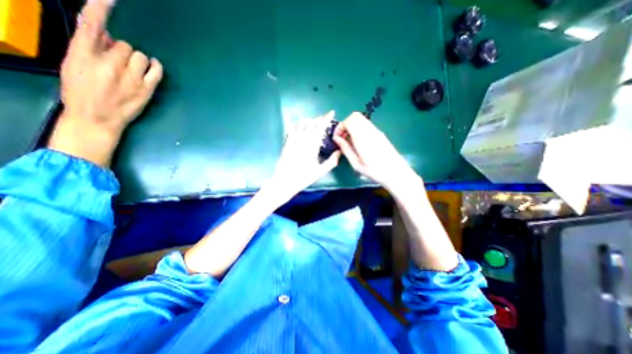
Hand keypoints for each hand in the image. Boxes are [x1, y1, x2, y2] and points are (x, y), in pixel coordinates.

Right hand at [48, 0, 162, 166]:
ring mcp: (131, 77)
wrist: (98, 118)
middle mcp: (109, 63)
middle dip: (123, 51)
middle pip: (126, 45)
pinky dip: (156, 67)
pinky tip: (153, 68)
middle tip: (119, 63)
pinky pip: (157, 71)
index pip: (92, 25)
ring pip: (142, 57)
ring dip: (138, 61)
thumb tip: (109, 37)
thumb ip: (90, 48)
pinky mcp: (146, 88)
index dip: (100, 9)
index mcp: (82, 54)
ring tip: (132, 70)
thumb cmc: (82, 92)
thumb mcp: (74, 65)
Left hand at [263, 113, 342, 204]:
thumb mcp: (320, 172)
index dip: (326, 119)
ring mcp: (293, 140)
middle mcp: (302, 139)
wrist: (284, 181)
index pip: (320, 127)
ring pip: (302, 124)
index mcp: (312, 145)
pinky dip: (299, 125)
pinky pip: (293, 129)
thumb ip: (332, 161)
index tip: (331, 112)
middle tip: (325, 119)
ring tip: (315, 122)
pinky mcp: (287, 142)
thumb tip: (340, 151)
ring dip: (310, 120)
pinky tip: (302, 127)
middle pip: (312, 123)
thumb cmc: (303, 178)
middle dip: (319, 119)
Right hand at [332, 111, 417, 191]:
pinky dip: (359, 129)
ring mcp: (376, 131)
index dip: (340, 127)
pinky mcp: (380, 133)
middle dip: (345, 124)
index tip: (337, 138)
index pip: (349, 121)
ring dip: (352, 126)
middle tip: (342, 138)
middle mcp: (370, 130)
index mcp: (362, 137)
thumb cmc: (374, 171)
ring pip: (361, 119)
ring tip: (349, 141)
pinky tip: (358, 142)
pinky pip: (366, 125)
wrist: (396, 172)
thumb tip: (336, 139)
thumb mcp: (356, 163)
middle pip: (355, 116)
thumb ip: (345, 149)